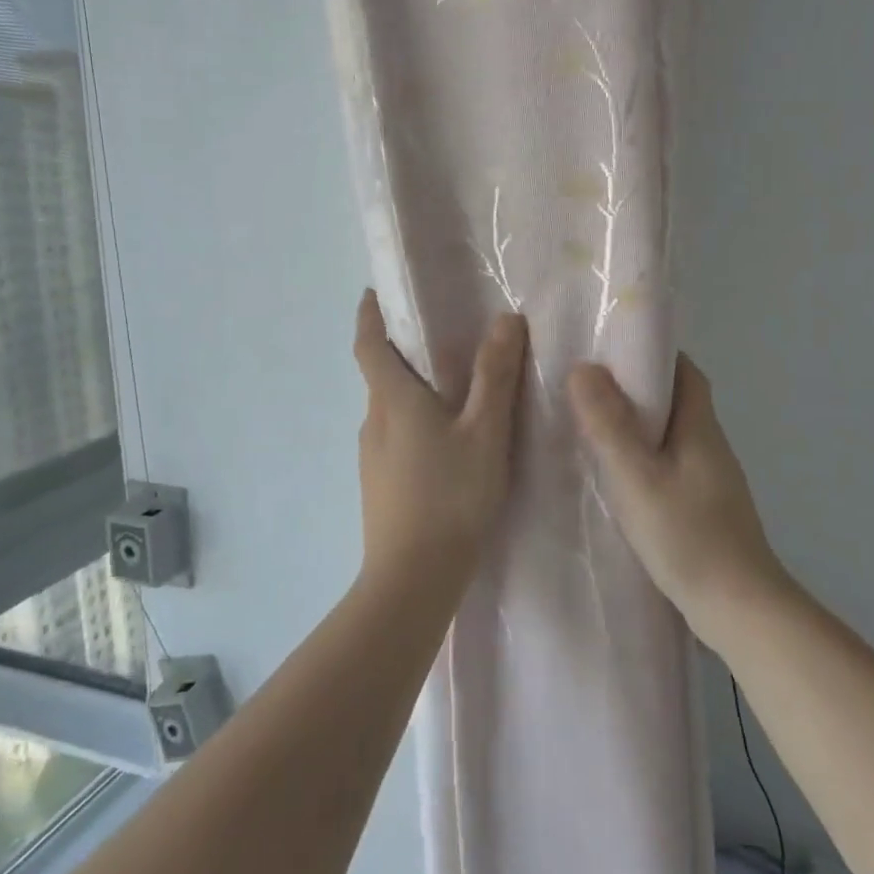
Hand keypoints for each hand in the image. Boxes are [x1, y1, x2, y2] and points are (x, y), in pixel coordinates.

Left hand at [353, 290, 526, 585]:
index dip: (368, 316)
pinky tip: (444, 444)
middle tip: (438, 339)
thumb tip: (505, 319)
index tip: (372, 294)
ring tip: (451, 392)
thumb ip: (495, 376)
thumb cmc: (451, 496)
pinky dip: (412, 423)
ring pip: (388, 410)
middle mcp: (373, 422)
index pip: (369, 345)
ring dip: (410, 391)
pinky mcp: (377, 485)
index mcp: (393, 400)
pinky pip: (393, 438)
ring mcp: (371, 457)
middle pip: (379, 376)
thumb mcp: (485, 432)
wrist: (412, 578)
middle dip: (400, 353)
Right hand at [567, 355, 787, 642]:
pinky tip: (616, 478)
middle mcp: (710, 445)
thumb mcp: (637, 477)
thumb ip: (609, 425)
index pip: (684, 370)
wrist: (739, 609)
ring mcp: (710, 480)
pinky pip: (669, 466)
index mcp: (700, 427)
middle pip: (676, 400)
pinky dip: (643, 459)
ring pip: (671, 436)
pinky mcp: (704, 508)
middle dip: (637, 388)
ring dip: (637, 426)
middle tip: (588, 388)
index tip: (612, 349)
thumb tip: (584, 369)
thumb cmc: (688, 536)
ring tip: (591, 428)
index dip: (653, 353)